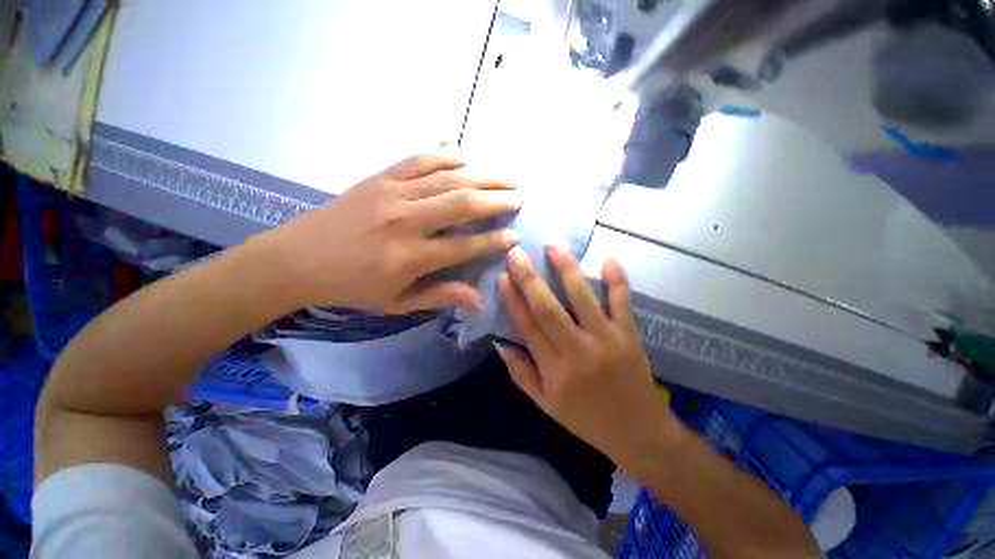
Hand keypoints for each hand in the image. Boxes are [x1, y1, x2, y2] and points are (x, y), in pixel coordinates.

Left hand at [264, 154, 520, 312]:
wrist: (296, 259)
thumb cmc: (350, 287)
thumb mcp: (396, 303)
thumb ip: (439, 296)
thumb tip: (478, 299)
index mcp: (409, 257)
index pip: (464, 246)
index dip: (494, 241)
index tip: (515, 236)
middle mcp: (406, 220)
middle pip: (463, 203)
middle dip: (497, 199)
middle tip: (520, 197)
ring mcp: (392, 193)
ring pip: (447, 177)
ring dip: (482, 175)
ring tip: (506, 176)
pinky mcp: (379, 177)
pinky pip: (419, 159)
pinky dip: (446, 155)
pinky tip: (466, 157)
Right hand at [495, 246, 681, 469]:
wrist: (638, 433)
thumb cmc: (586, 419)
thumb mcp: (545, 404)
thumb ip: (521, 374)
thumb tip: (501, 344)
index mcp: (554, 369)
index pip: (527, 326)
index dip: (512, 300)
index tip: (502, 277)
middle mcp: (577, 350)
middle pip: (548, 308)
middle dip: (529, 279)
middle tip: (517, 253)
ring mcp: (606, 339)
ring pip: (582, 298)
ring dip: (567, 269)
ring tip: (554, 246)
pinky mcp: (629, 335)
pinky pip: (622, 303)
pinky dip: (617, 281)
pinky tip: (609, 259)